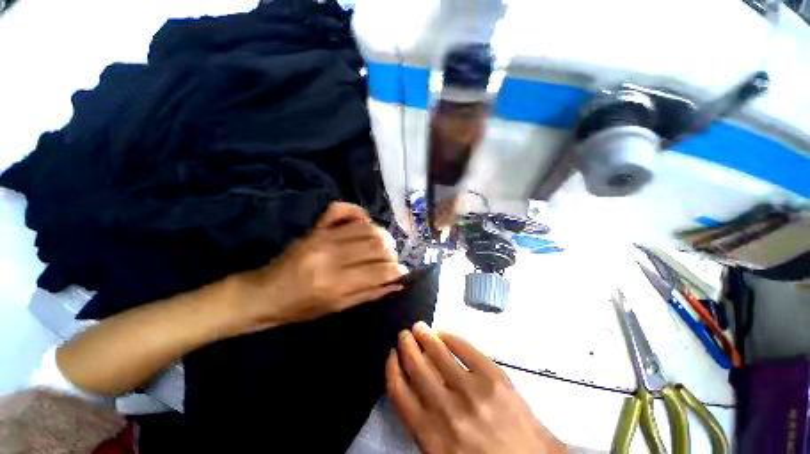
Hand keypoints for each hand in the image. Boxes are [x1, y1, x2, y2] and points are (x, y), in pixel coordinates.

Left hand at [234, 202, 406, 328]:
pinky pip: (342, 209)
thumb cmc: (300, 308)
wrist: (263, 293)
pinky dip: (358, 212)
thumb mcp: (337, 308)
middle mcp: (331, 255)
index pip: (379, 270)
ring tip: (383, 245)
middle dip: (392, 253)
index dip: (397, 271)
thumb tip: (397, 283)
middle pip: (376, 245)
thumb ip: (369, 293)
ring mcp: (323, 237)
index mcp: (335, 282)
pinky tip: (365, 222)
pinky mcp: (316, 228)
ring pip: (366, 227)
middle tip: (392, 260)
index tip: (403, 272)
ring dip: (381, 235)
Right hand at [386, 322, 566, 453]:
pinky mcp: (494, 377)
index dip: (392, 368)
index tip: (391, 354)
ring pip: (438, 352)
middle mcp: (447, 411)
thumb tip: (411, 388)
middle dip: (407, 346)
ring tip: (419, 327)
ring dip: (425, 336)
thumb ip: (423, 425)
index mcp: (430, 436)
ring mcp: (472, 390)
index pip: (399, 393)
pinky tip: (443, 332)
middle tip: (404, 334)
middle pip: (417, 367)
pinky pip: (465, 348)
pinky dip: (450, 336)